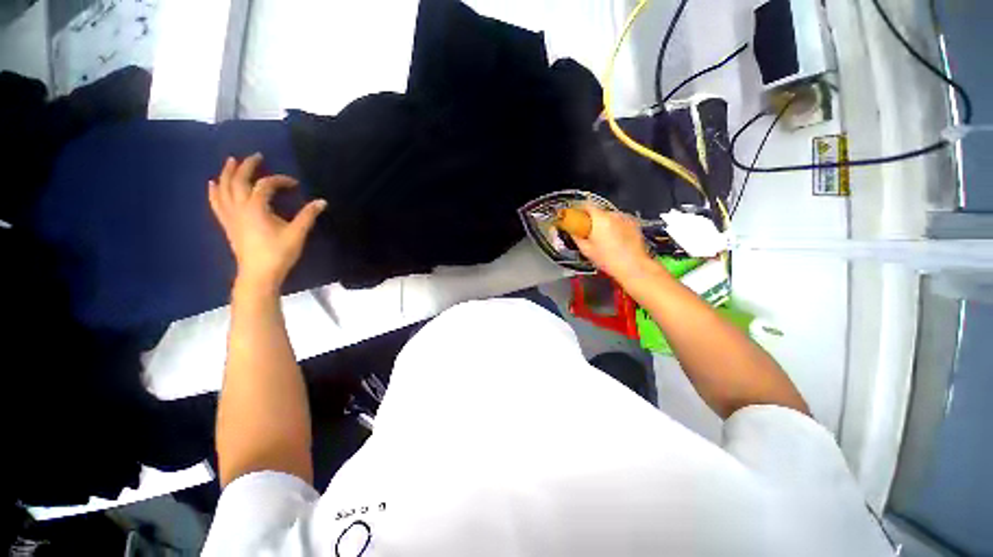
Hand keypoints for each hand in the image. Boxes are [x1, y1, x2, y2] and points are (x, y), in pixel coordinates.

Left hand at [208, 154, 326, 293]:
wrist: (258, 274)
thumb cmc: (279, 253)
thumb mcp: (297, 234)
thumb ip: (308, 215)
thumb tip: (322, 201)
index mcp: (256, 208)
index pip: (265, 185)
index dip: (280, 180)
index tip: (294, 183)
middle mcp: (239, 207)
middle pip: (238, 181)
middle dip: (247, 166)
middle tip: (256, 156)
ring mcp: (230, 216)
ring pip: (224, 189)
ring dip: (227, 173)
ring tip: (232, 161)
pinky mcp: (227, 224)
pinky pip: (216, 203)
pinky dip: (214, 191)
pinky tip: (212, 184)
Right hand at [570, 205, 653, 282]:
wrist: (633, 266)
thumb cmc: (609, 260)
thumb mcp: (586, 250)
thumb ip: (576, 237)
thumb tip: (572, 231)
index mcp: (600, 219)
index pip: (586, 205)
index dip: (578, 209)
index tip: (575, 216)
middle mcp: (614, 215)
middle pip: (598, 211)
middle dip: (591, 219)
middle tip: (587, 232)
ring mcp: (625, 218)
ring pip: (609, 216)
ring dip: (603, 223)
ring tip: (602, 238)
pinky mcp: (634, 223)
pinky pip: (619, 221)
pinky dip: (614, 226)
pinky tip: (614, 239)